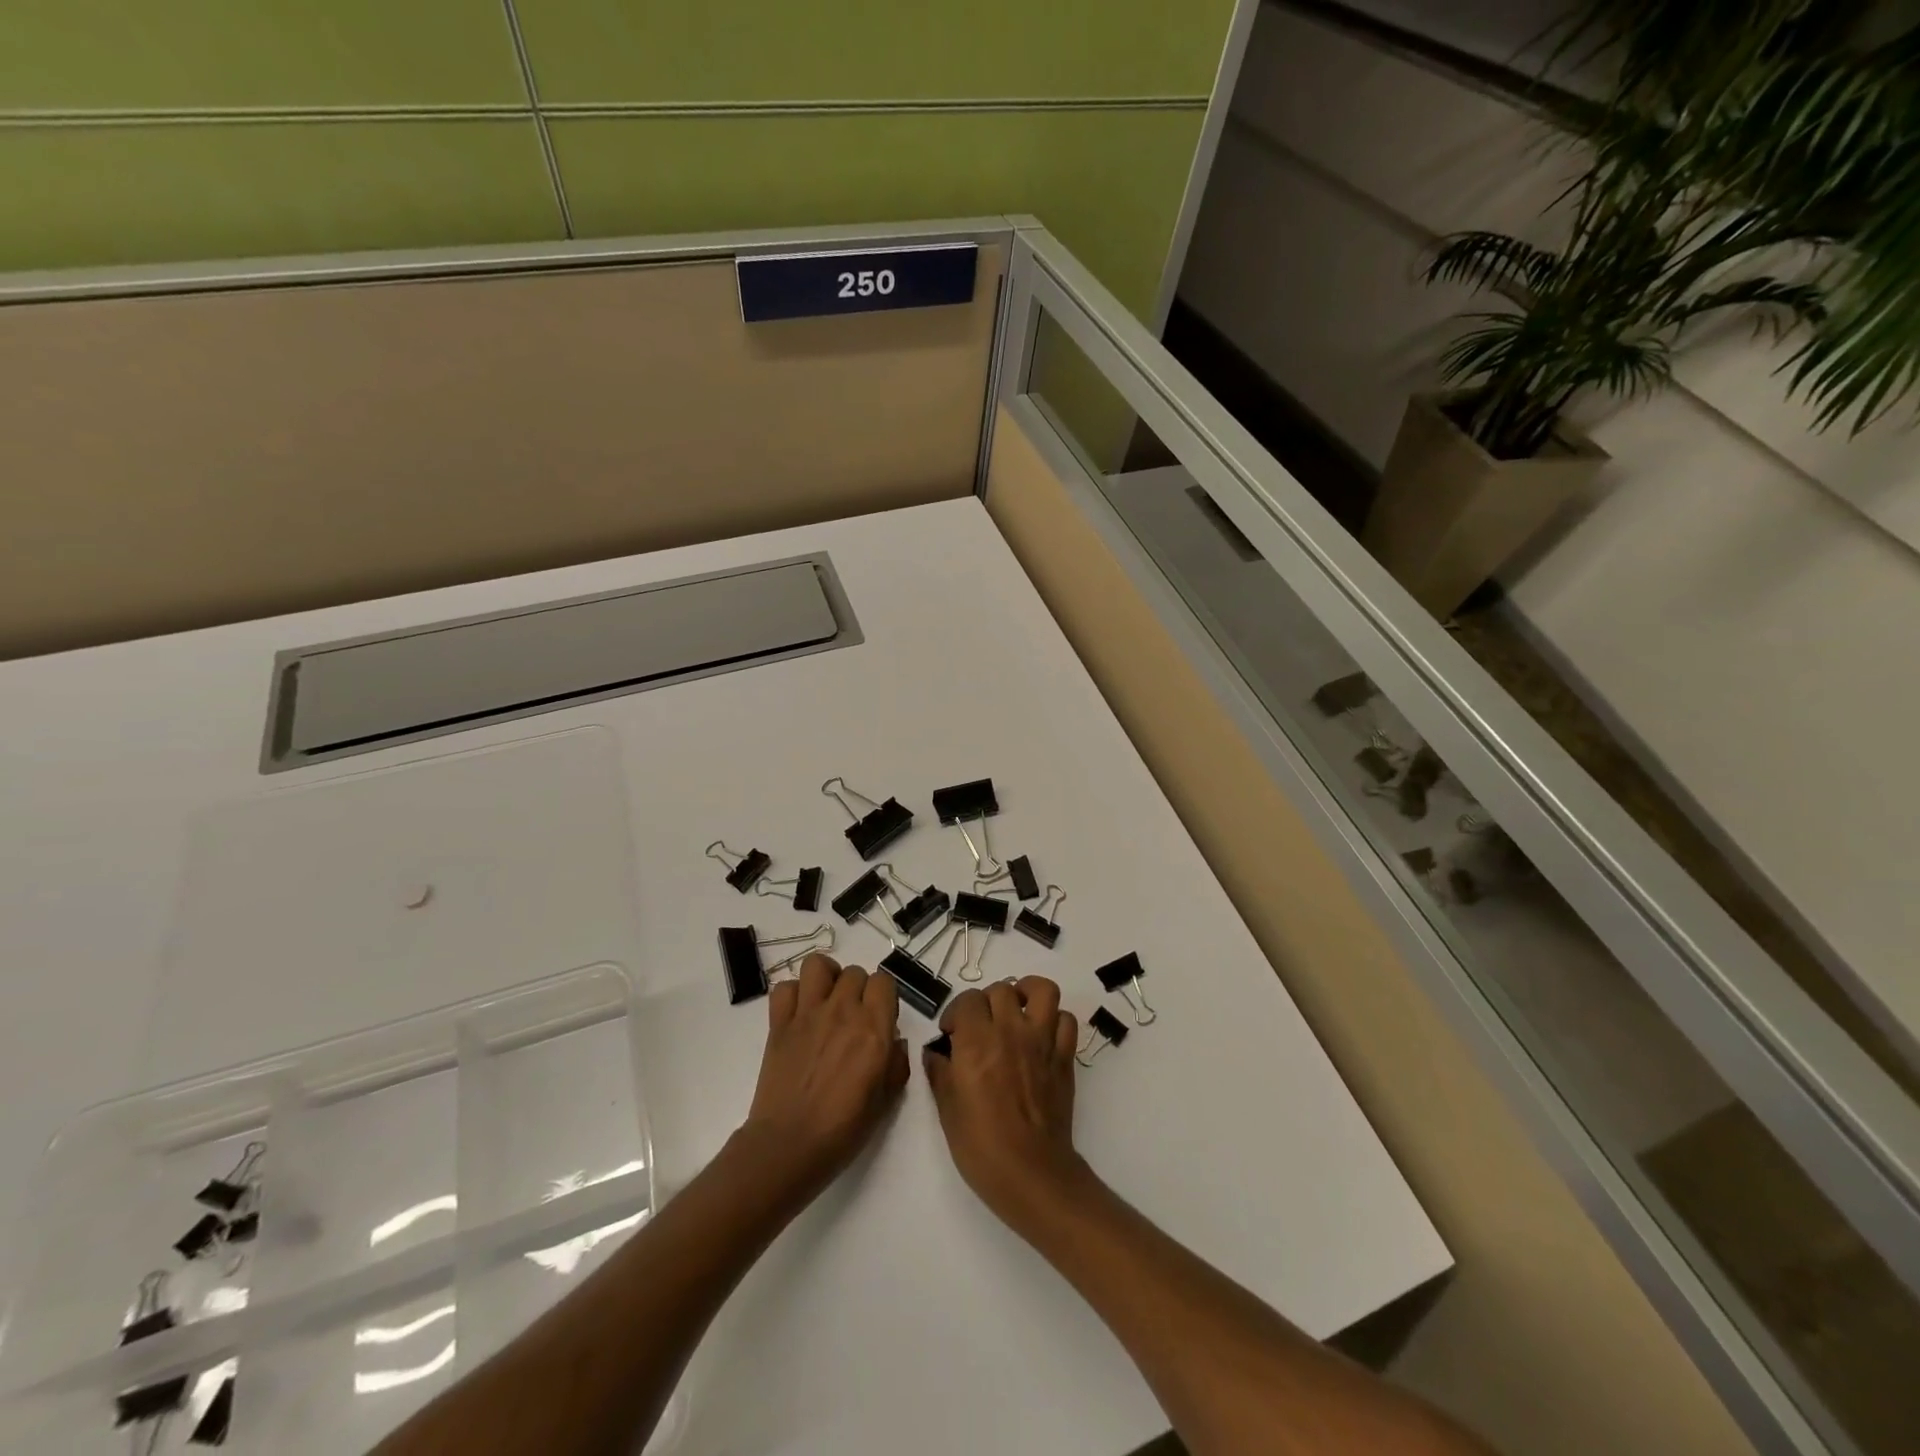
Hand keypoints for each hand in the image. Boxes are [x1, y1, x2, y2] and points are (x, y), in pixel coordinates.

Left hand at [739, 954, 909, 1201]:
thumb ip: (896, 1063)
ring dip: (826, 978)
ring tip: (827, 1000)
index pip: (884, 982)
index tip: (880, 1018)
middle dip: (859, 989)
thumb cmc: (843, 1129)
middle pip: (855, 972)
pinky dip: (793, 995)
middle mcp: (842, 1011)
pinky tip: (799, 1014)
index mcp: (873, 1029)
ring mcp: (807, 1014)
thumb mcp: (886, 1100)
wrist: (789, 1146)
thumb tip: (893, 1041)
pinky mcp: (779, 1023)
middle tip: (854, 1017)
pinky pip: (784, 988)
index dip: (884, 997)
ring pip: (818, 965)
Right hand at [924, 977, 1086, 1229]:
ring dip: (1026, 993)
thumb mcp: (946, 1109)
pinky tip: (1041, 1035)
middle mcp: (1011, 1031)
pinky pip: (1066, 1020)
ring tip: (1015, 1010)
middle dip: (986, 1003)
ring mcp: (1042, 1041)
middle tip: (981, 1027)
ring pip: (1042, 990)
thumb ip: (939, 1072)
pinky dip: (1055, 1020)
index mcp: (977, 1041)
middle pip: (1000, 990)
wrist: (1030, 1173)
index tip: (951, 1034)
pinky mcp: (1064, 1057)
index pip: (967, 1000)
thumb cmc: (980, 1145)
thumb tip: (935, 1053)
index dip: (956, 1013)